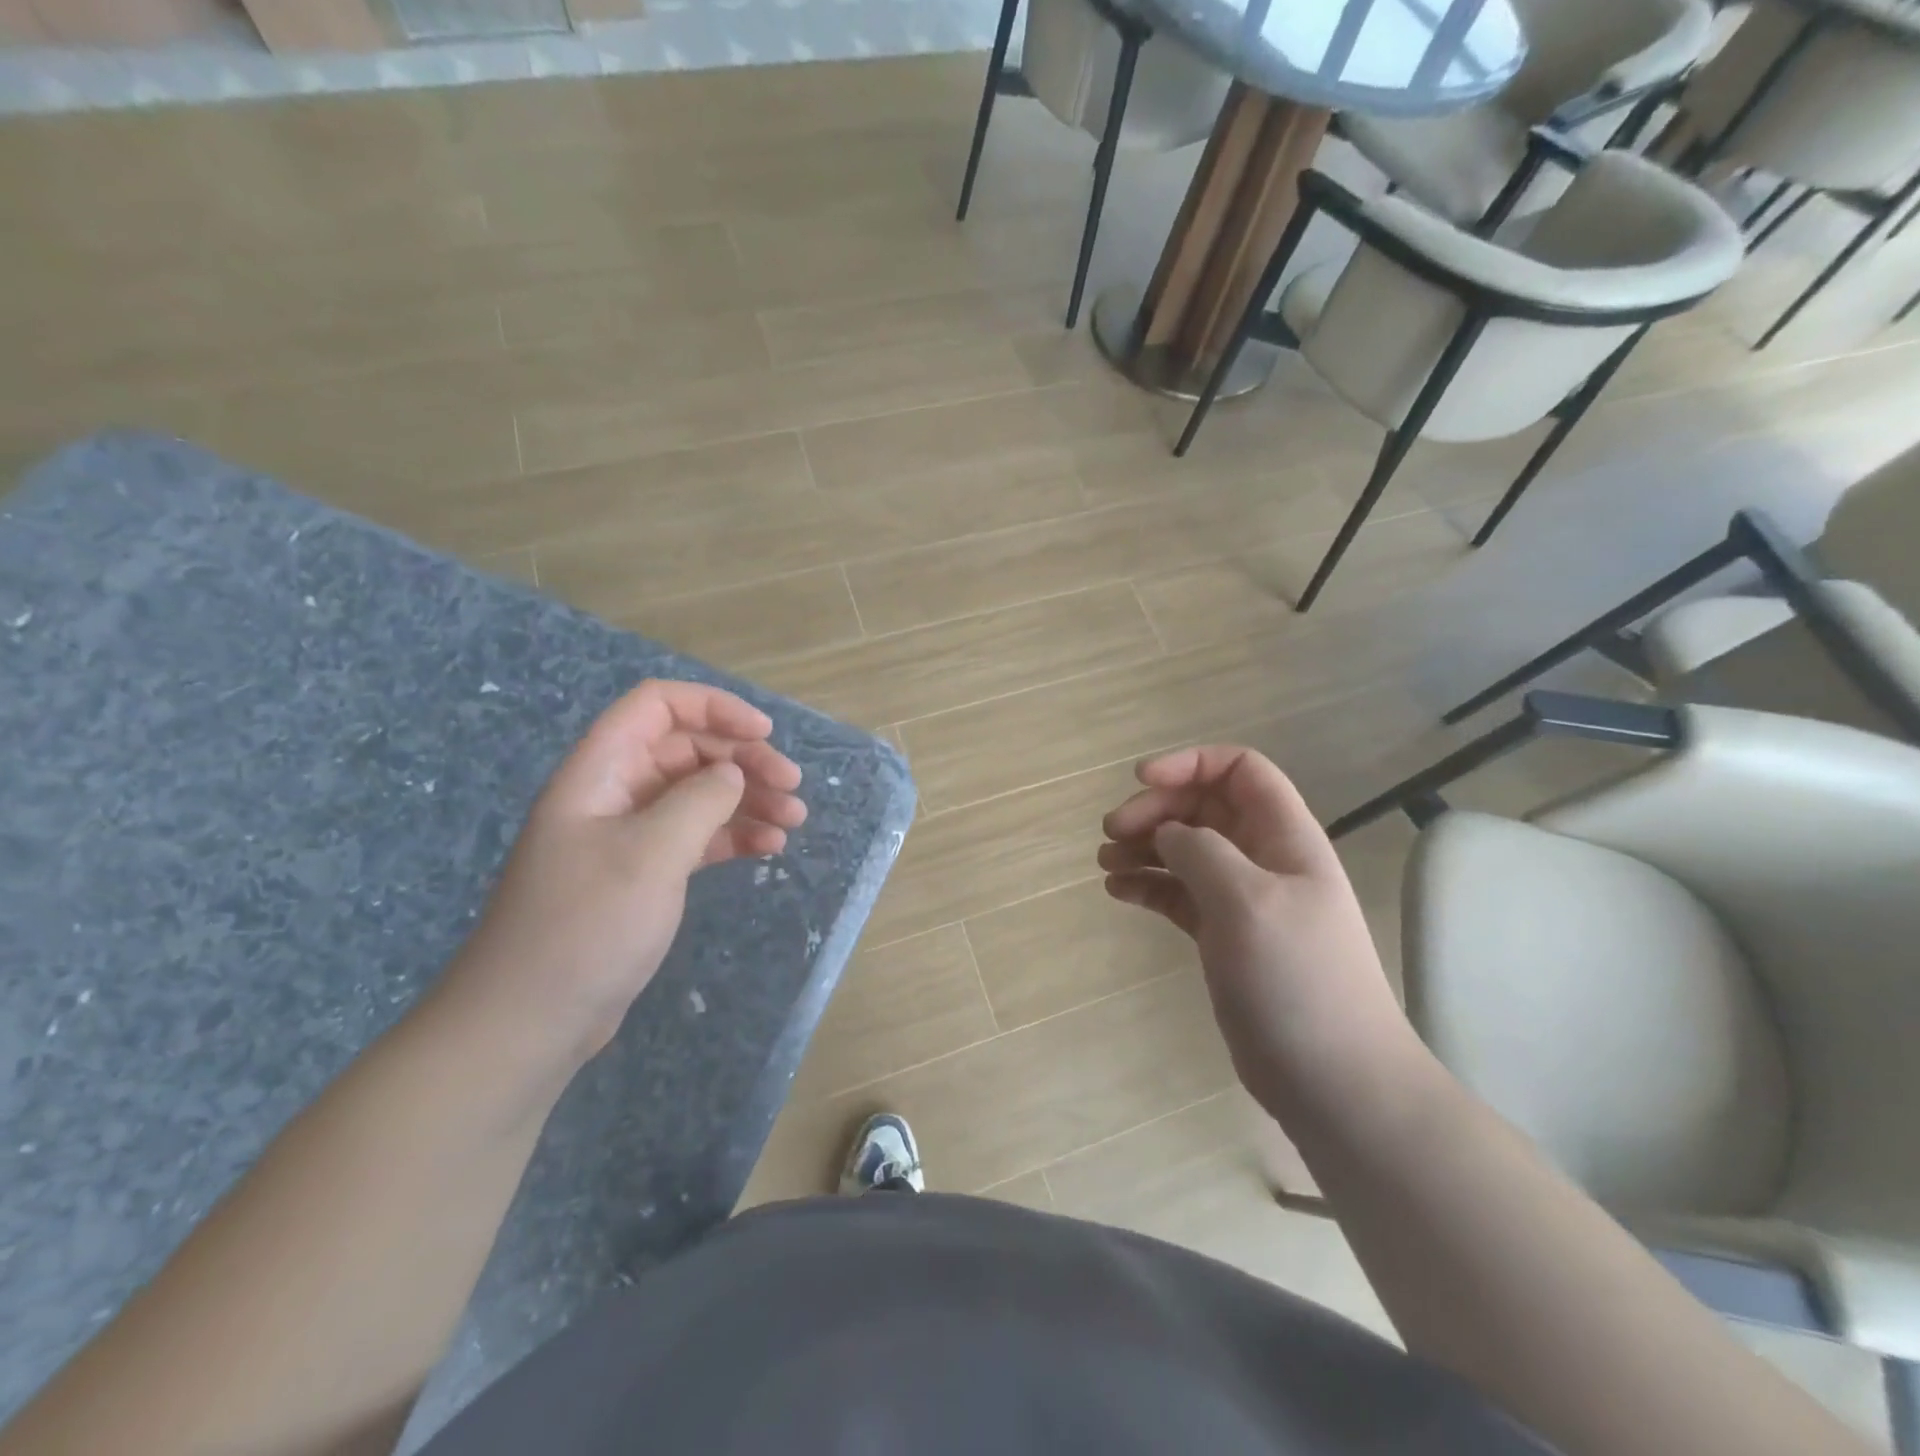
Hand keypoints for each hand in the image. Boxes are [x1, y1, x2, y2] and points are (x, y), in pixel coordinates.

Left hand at [441, 680, 806, 1068]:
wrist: (531, 1021)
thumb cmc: (586, 926)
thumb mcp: (651, 854)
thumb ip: (700, 800)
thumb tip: (732, 774)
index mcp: (600, 771)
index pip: (657, 706)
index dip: (714, 707)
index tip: (764, 734)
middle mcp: (615, 793)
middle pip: (687, 749)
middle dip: (743, 759)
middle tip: (792, 787)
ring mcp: (629, 835)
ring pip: (699, 794)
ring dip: (748, 799)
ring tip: (794, 821)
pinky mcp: (644, 874)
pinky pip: (697, 836)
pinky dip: (734, 835)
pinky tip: (770, 848)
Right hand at [1099, 746, 1416, 1120]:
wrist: (1332, 1078)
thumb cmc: (1296, 978)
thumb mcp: (1247, 900)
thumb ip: (1201, 851)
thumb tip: (1167, 833)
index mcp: (1283, 836)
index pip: (1239, 770)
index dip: (1190, 764)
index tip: (1141, 781)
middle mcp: (1262, 858)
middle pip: (1203, 807)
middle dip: (1155, 810)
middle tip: (1111, 832)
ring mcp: (1241, 898)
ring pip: (1185, 850)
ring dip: (1143, 847)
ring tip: (1106, 862)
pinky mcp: (1222, 935)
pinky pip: (1178, 892)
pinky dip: (1147, 885)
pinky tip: (1118, 892)